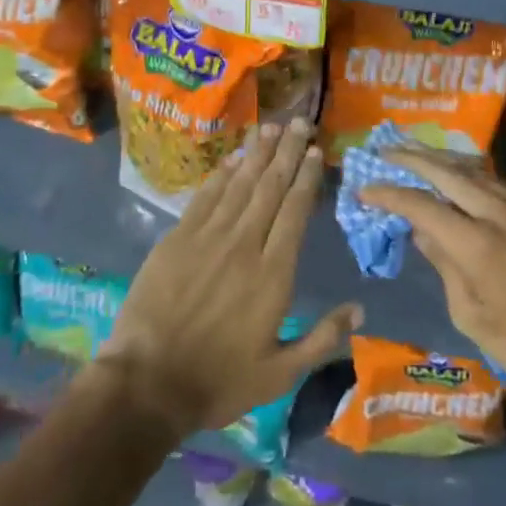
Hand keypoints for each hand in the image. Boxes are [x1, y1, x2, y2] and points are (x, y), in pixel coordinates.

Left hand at [95, 118, 361, 441]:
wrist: (146, 384)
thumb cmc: (218, 381)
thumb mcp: (279, 375)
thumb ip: (321, 339)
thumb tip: (359, 309)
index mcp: (273, 273)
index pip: (295, 211)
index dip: (306, 178)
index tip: (316, 151)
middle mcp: (244, 244)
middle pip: (270, 187)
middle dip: (288, 152)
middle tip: (300, 121)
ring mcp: (208, 238)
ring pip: (239, 184)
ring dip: (257, 153)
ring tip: (272, 127)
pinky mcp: (177, 239)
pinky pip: (205, 196)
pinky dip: (222, 174)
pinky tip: (233, 157)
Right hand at [361, 148, 505, 404]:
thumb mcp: (471, 316)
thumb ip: (444, 266)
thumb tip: (422, 230)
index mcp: (478, 245)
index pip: (422, 206)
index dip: (390, 194)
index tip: (366, 189)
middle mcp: (501, 213)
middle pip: (448, 172)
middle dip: (412, 157)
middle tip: (386, 150)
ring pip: (476, 172)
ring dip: (443, 162)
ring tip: (417, 155)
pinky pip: (501, 184)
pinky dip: (474, 178)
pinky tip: (461, 179)